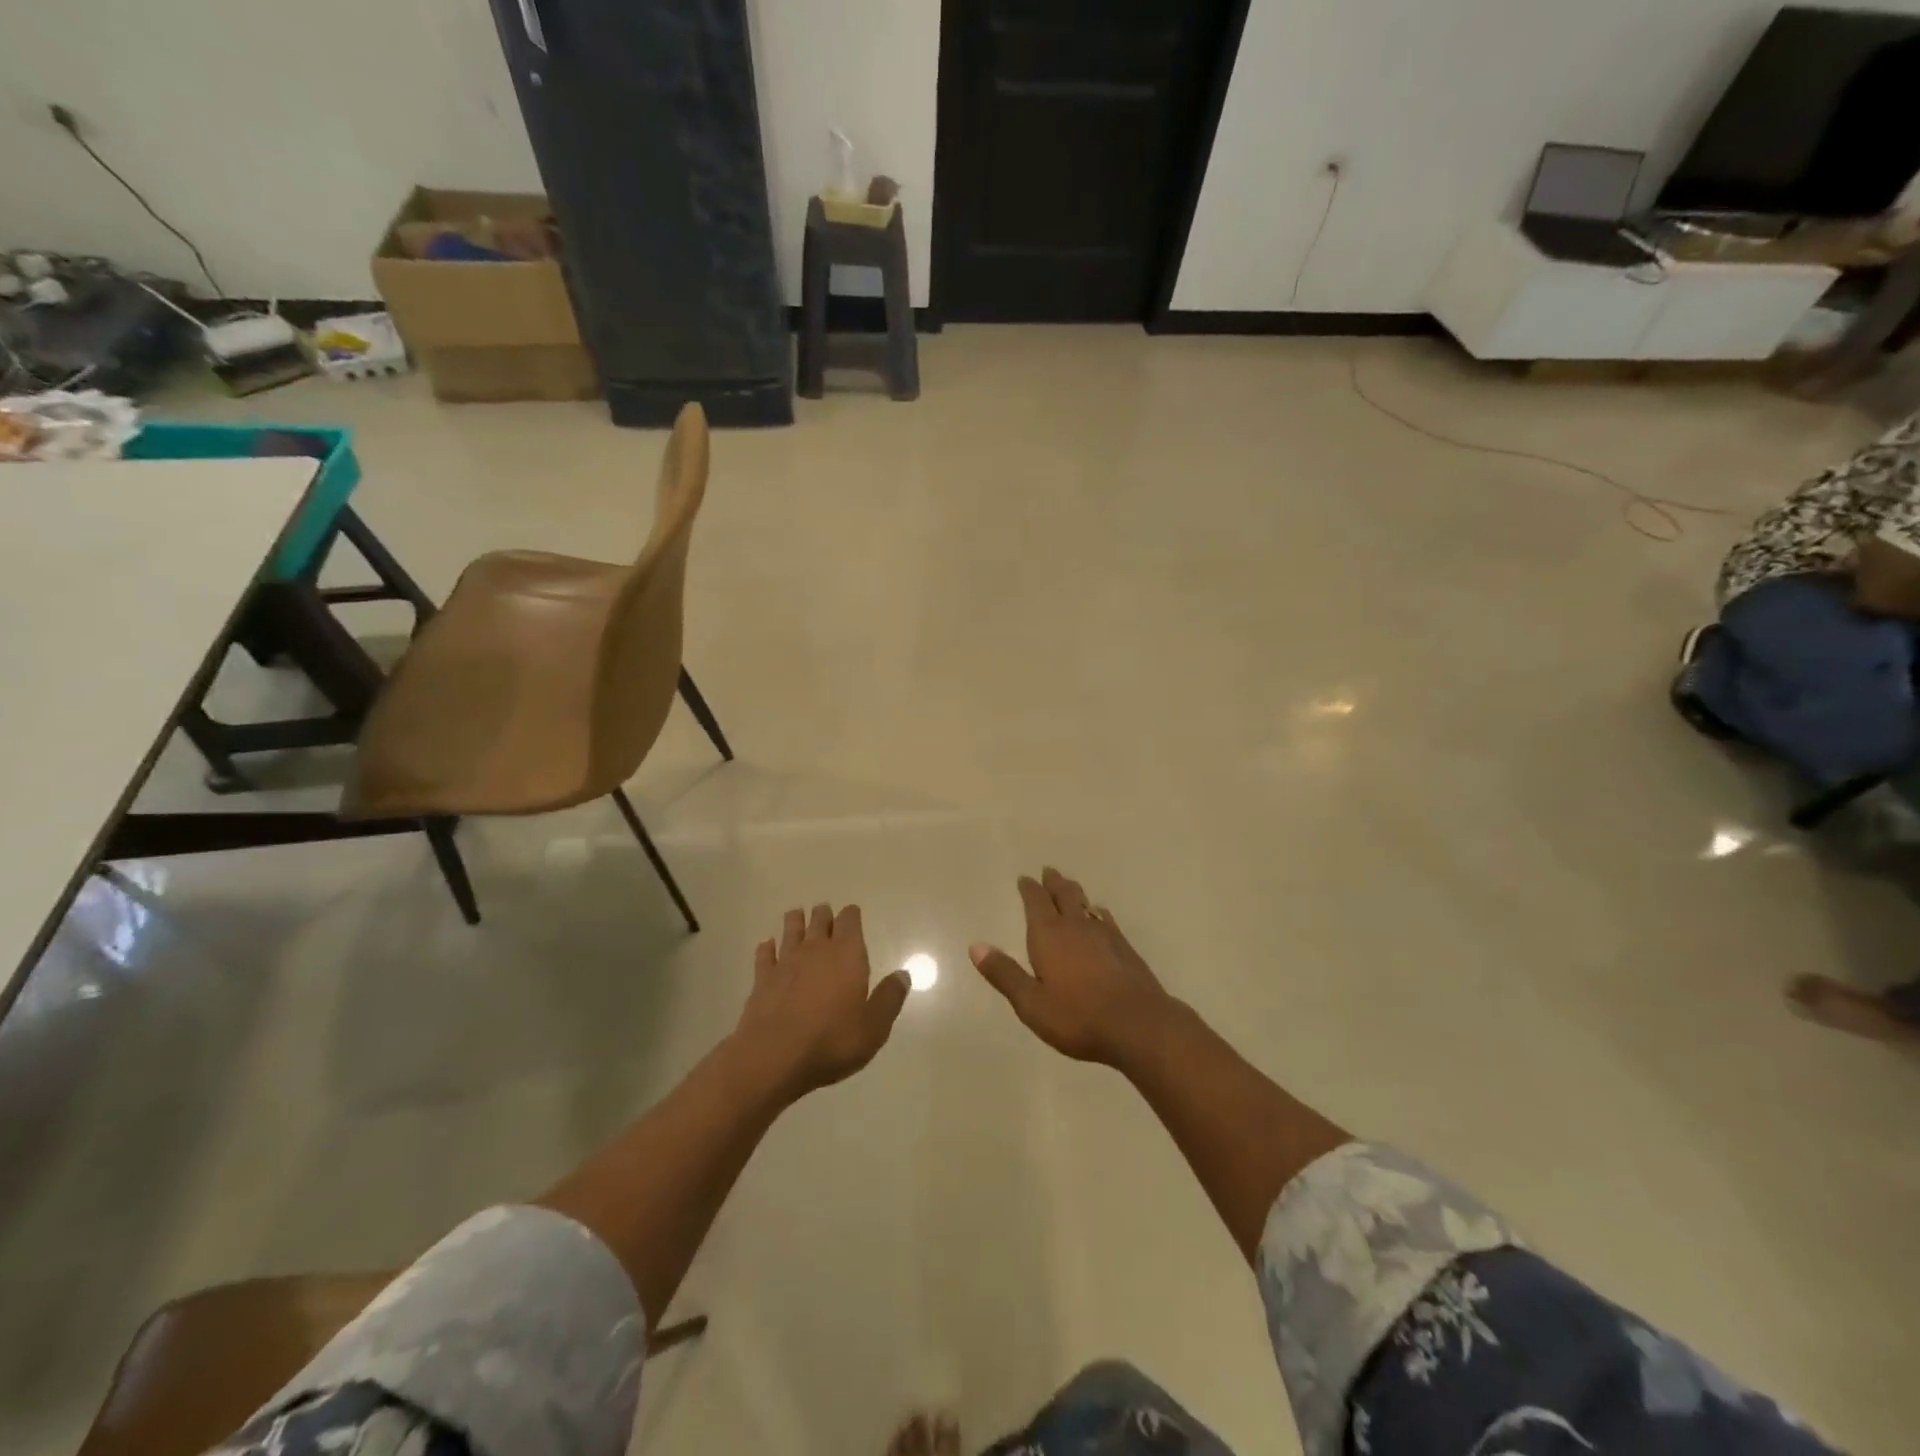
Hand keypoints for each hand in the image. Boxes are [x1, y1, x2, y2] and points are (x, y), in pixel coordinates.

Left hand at [730, 903, 908, 1100]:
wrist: (775, 1058)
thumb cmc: (832, 1040)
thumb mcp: (874, 1026)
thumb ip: (889, 998)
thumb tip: (903, 975)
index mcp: (847, 954)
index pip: (849, 920)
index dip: (852, 915)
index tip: (853, 914)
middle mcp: (816, 949)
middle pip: (820, 919)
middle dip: (824, 915)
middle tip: (826, 915)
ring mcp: (786, 961)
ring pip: (791, 929)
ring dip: (796, 921)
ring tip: (798, 918)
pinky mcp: (762, 979)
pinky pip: (765, 953)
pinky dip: (768, 947)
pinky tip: (768, 947)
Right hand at [970, 868, 1174, 1067]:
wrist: (1138, 1024)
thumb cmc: (1077, 1016)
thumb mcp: (1031, 1003)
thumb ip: (1004, 974)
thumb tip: (975, 946)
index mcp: (1049, 935)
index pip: (1036, 902)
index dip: (1029, 889)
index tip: (1025, 878)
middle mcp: (1076, 926)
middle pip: (1064, 895)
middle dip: (1054, 883)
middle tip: (1049, 871)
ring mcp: (1105, 935)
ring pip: (1086, 904)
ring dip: (1075, 893)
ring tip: (1070, 887)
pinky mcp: (1125, 948)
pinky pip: (1106, 919)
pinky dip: (1098, 912)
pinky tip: (1100, 916)